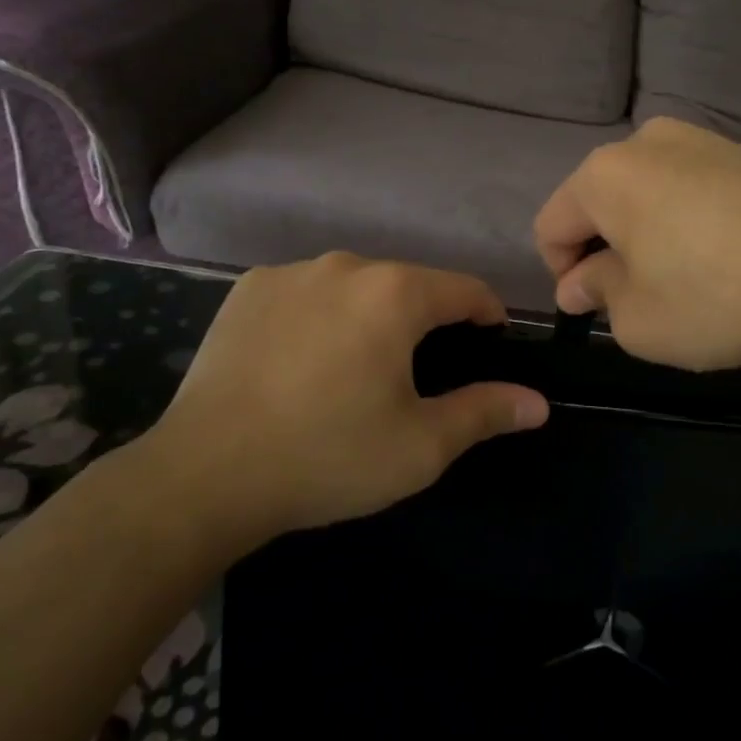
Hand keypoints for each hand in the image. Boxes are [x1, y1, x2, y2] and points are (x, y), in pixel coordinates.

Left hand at [143, 254, 548, 548]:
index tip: (490, 345)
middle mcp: (346, 265)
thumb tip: (538, 403)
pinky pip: (308, 293)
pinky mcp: (249, 288)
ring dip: (370, 316)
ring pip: (356, 287)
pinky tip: (303, 362)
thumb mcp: (420, 446)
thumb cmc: (326, 456)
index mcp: (395, 293)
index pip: (466, 289)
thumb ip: (485, 413)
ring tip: (356, 370)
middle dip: (425, 321)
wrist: (203, 475)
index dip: (488, 316)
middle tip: (417, 376)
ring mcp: (291, 272)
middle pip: (409, 285)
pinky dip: (321, 316)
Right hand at [534, 117, 740, 371]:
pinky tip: (720, 258)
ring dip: (645, 234)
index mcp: (605, 174)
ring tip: (681, 279)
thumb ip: (595, 294)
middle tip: (634, 298)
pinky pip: (691, 189)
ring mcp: (702, 141)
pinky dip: (686, 220)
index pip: (552, 224)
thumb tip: (579, 282)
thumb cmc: (716, 299)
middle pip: (599, 202)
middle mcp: (647, 142)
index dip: (561, 272)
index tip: (590, 308)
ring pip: (647, 193)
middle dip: (604, 249)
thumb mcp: (636, 319)